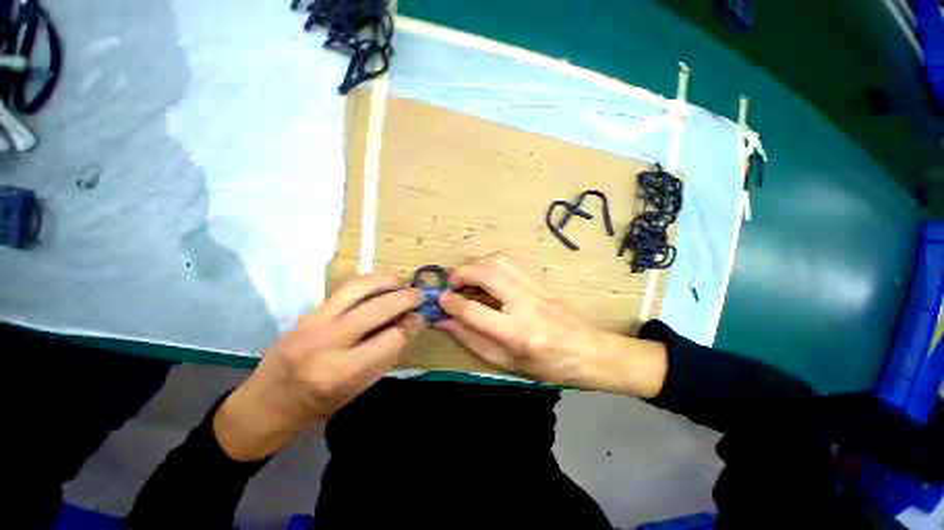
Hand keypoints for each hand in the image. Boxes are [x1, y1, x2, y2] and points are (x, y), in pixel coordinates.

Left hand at [214, 274, 425, 460]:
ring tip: (401, 282)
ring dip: (386, 281)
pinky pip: (343, 289)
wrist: (269, 401)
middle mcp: (327, 343)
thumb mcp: (359, 388)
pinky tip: (379, 285)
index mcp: (341, 372)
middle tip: (420, 295)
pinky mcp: (308, 312)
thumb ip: (388, 354)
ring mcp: (313, 323)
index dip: (411, 327)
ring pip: (357, 288)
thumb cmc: (320, 403)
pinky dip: (367, 283)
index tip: (420, 319)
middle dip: (406, 299)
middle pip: (377, 309)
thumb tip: (413, 322)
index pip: (391, 340)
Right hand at [435, 254, 666, 396]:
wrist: (586, 351)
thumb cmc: (546, 365)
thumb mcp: (505, 362)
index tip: (440, 300)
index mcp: (517, 333)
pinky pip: (510, 261)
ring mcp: (535, 287)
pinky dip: (491, 263)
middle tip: (452, 285)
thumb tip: (444, 321)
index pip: (474, 311)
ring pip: (498, 261)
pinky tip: (486, 276)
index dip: (451, 304)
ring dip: (476, 265)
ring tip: (467, 279)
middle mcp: (525, 303)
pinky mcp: (539, 279)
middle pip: (487, 273)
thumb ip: (471, 339)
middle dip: (462, 273)